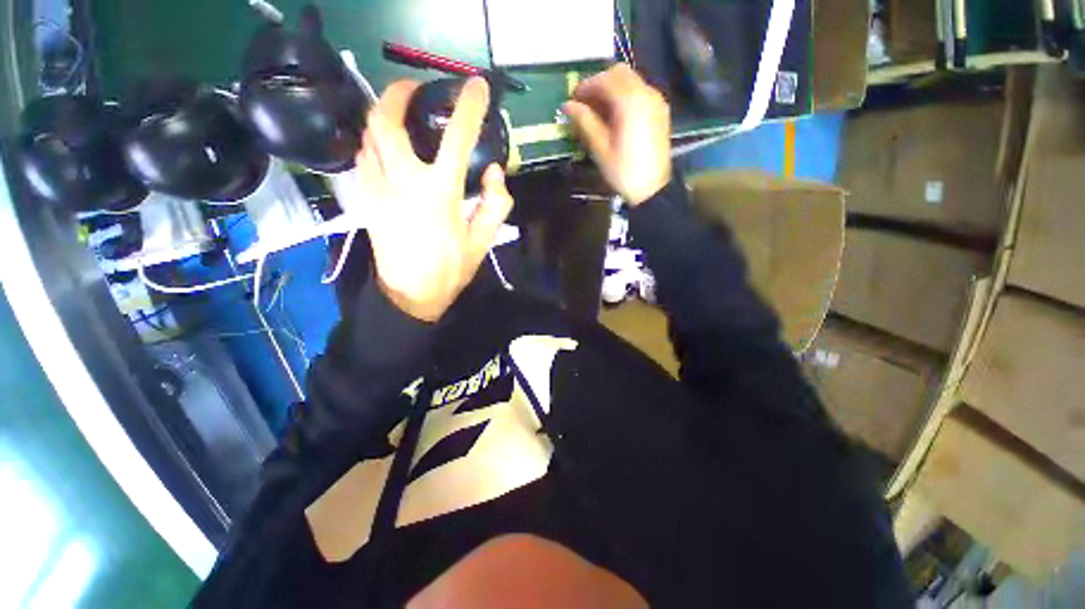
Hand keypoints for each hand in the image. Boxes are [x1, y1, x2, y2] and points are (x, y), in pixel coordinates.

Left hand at [357, 77, 513, 321]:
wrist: (410, 295)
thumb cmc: (450, 270)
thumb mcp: (482, 241)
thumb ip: (495, 204)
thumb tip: (494, 172)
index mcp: (439, 193)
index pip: (456, 138)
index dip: (470, 108)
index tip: (477, 86)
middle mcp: (403, 182)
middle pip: (386, 121)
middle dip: (398, 94)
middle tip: (414, 90)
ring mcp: (377, 189)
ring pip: (368, 136)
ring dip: (383, 117)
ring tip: (401, 118)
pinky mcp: (366, 199)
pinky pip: (364, 158)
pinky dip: (374, 143)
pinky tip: (388, 150)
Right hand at [564, 64, 671, 205]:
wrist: (652, 189)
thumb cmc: (623, 171)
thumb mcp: (600, 148)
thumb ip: (584, 122)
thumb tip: (567, 106)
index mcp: (630, 101)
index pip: (604, 79)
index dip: (585, 87)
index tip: (572, 100)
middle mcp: (646, 92)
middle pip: (619, 73)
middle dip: (599, 83)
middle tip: (585, 103)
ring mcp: (656, 100)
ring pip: (631, 81)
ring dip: (612, 89)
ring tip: (597, 111)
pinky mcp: (660, 111)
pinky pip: (640, 92)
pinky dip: (625, 95)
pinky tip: (615, 116)